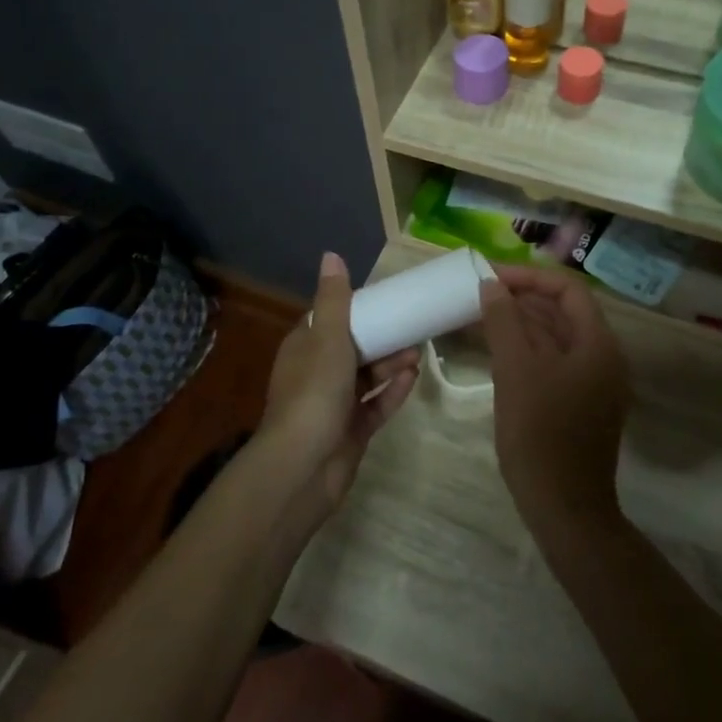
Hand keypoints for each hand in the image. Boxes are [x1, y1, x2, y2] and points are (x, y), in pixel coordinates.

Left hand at [260, 252, 418, 514]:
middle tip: (412, 328)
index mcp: (304, 349)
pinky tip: (413, 378)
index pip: (327, 320)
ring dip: (390, 364)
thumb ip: (334, 299)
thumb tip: (331, 255)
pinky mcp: (350, 432)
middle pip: (352, 349)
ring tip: (418, 352)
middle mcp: (316, 374)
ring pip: (366, 378)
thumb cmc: (314, 392)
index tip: (384, 301)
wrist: (304, 466)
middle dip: (381, 339)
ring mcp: (333, 406)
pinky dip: (392, 392)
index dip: (353, 310)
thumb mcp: (327, 337)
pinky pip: (375, 406)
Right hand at [478, 264, 631, 533]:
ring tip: (481, 317)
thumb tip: (492, 286)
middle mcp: (603, 358)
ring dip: (521, 324)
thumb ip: (504, 321)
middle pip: (563, 312)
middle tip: (480, 295)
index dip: (529, 278)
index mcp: (598, 344)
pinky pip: (553, 363)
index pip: (567, 290)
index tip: (491, 278)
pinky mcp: (579, 405)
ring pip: (556, 338)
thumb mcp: (516, 371)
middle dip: (522, 299)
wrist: (564, 509)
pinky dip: (526, 350)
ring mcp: (593, 384)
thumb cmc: (540, 435)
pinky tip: (496, 352)